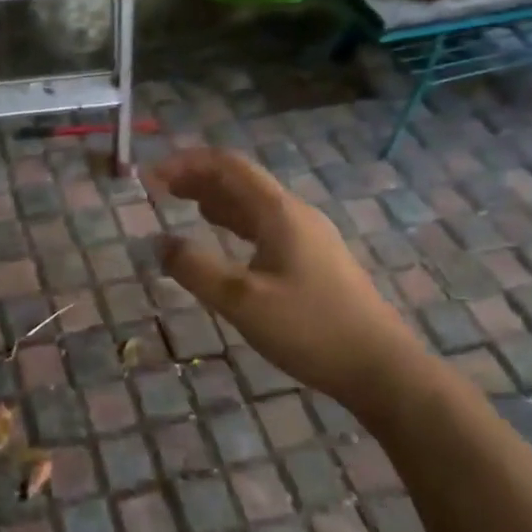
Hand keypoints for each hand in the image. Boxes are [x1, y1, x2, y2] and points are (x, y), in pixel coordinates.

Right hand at [147, 148, 424, 419]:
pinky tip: (222, 235)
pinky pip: (264, 224)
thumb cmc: (310, 329)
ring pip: (252, 203)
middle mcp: (294, 214)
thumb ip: (196, 269)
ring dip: (215, 197)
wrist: (381, 368)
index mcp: (279, 213)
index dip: (186, 163)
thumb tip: (159, 242)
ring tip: (181, 203)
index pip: (228, 166)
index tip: (150, 177)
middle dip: (197, 176)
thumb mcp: (242, 301)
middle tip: (159, 188)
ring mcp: (307, 236)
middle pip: (240, 179)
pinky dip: (233, 220)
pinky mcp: (313, 259)